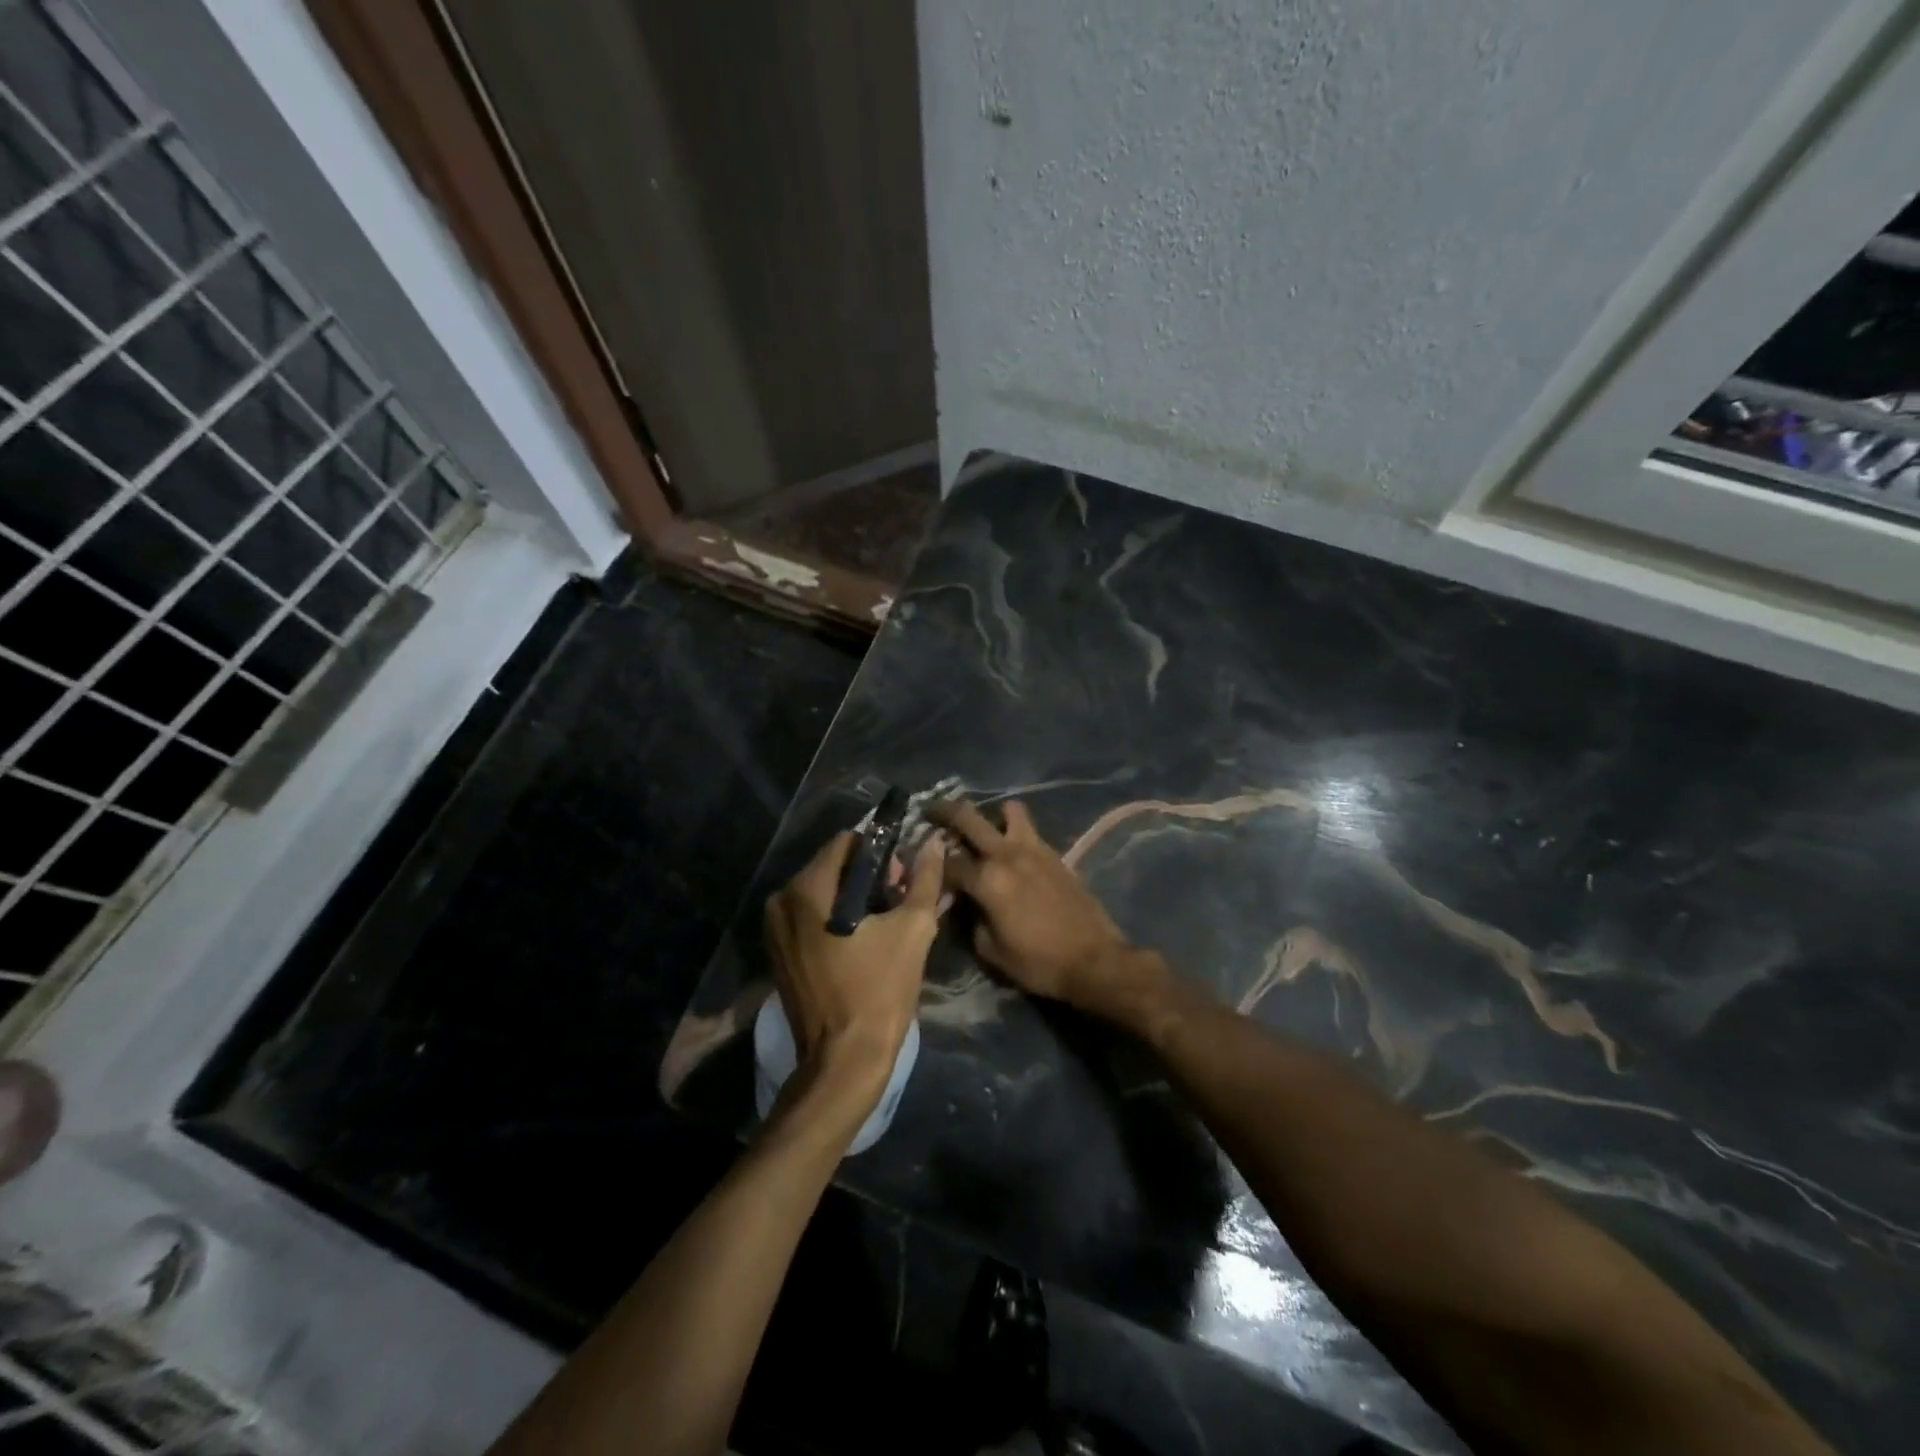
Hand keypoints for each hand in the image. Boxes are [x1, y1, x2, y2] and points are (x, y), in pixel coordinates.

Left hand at [763, 830, 943, 1101]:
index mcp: (807, 889)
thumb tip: (932, 842)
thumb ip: (924, 878)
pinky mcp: (777, 952)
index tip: (902, 876)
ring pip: (820, 891)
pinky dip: (834, 917)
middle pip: (831, 866)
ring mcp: (773, 929)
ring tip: (884, 921)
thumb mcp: (914, 928)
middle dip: (867, 875)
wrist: (845, 1060)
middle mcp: (780, 901)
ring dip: (852, 897)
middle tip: (898, 899)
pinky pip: (809, 916)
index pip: (846, 842)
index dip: (880, 851)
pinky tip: (861, 938)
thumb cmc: (880, 990)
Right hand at [928, 799, 1154, 1017]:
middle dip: (944, 811)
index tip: (922, 867)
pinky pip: (1029, 830)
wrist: (1094, 960)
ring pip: (1008, 810)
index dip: (930, 865)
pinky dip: (1015, 832)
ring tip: (985, 829)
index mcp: (987, 880)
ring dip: (992, 814)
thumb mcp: (991, 952)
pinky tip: (1012, 852)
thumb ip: (970, 921)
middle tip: (930, 810)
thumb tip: (964, 904)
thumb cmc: (1039, 962)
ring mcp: (1034, 849)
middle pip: (968, 817)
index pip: (947, 862)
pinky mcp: (1055, 854)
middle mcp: (1007, 854)